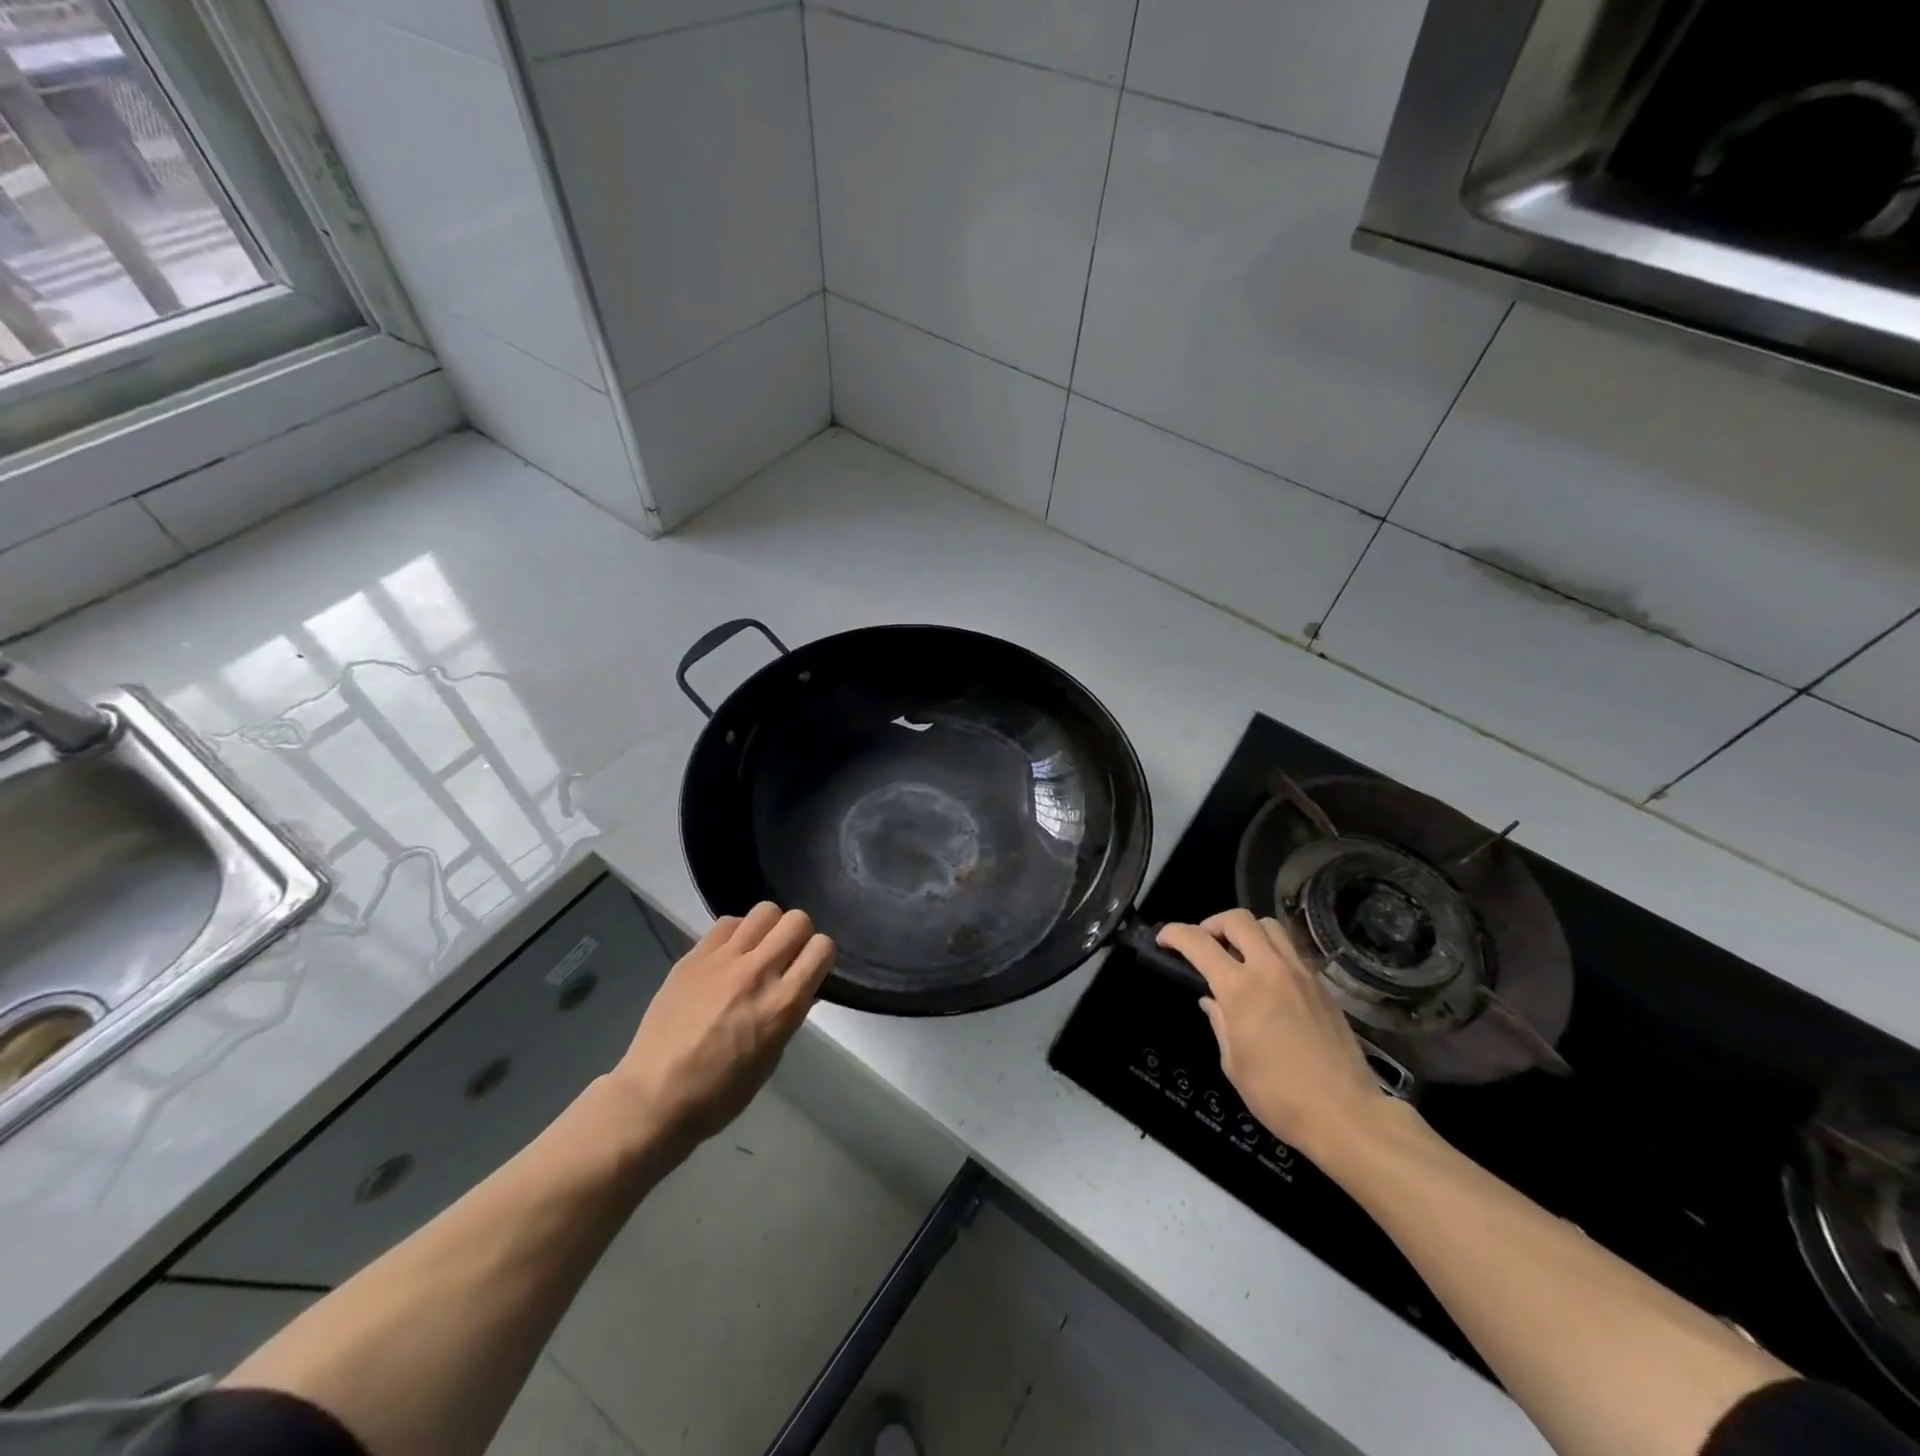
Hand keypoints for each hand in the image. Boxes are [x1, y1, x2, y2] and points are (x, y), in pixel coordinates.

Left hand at [608, 903, 833, 1159]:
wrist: (653, 1097)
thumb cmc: (720, 1092)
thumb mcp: (772, 1057)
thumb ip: (790, 1014)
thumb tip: (801, 987)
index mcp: (782, 1004)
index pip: (822, 948)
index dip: (821, 956)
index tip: (811, 969)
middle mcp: (758, 972)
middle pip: (797, 920)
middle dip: (799, 935)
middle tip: (786, 957)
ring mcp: (723, 960)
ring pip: (765, 910)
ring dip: (769, 928)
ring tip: (758, 951)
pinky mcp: (694, 956)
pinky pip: (728, 923)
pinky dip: (737, 933)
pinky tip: (729, 956)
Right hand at [1157, 910, 1389, 1163]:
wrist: (1346, 1115)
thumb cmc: (1279, 1096)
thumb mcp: (1234, 1063)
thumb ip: (1220, 1023)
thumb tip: (1213, 1002)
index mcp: (1241, 989)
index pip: (1199, 942)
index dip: (1175, 934)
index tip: (1164, 940)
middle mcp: (1271, 970)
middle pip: (1238, 919)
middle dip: (1213, 923)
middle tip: (1204, 944)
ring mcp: (1302, 974)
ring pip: (1270, 926)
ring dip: (1247, 931)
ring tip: (1237, 954)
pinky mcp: (1323, 987)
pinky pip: (1292, 951)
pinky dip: (1272, 952)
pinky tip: (1268, 979)